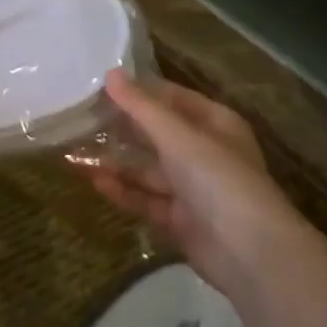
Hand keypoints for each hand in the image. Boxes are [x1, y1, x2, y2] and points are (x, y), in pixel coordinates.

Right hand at [83, 70, 303, 303]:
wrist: (249, 252)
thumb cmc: (217, 178)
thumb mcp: (177, 136)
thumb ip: (141, 107)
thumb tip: (111, 74)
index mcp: (215, 123)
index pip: (172, 98)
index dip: (139, 91)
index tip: (101, 85)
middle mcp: (205, 152)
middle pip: (157, 134)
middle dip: (122, 128)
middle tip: (81, 118)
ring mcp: (193, 188)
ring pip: (148, 168)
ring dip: (117, 161)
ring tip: (76, 152)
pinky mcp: (181, 219)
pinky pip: (147, 199)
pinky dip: (123, 190)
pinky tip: (94, 181)